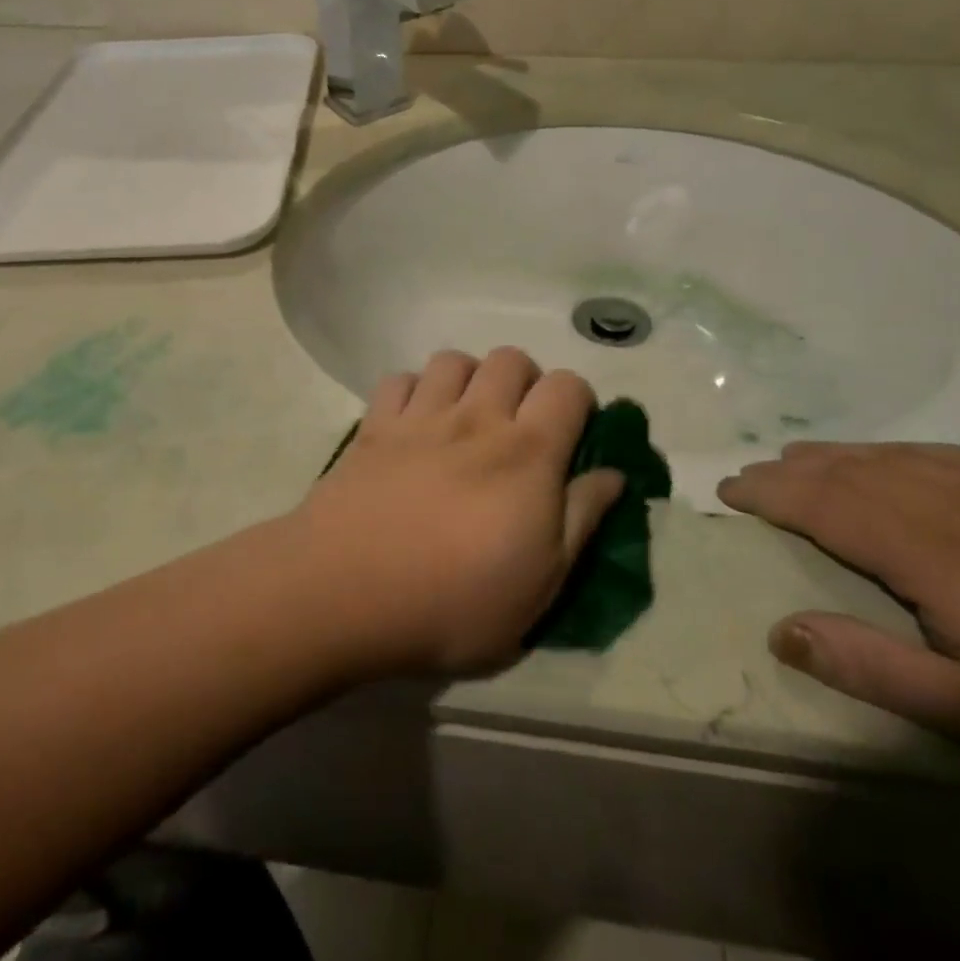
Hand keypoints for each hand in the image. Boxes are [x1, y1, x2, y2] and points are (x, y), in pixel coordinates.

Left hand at [292, 349, 625, 677]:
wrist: (345, 595)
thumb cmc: (453, 602)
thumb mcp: (541, 584)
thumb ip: (582, 520)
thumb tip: (614, 474)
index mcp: (526, 453)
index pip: (568, 387)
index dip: (579, 401)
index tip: (574, 434)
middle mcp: (476, 418)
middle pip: (511, 358)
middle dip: (525, 382)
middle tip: (519, 426)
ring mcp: (420, 417)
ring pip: (453, 360)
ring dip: (468, 378)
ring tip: (465, 418)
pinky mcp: (373, 425)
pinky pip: (398, 379)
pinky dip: (412, 391)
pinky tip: (412, 423)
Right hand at [717, 444, 959, 782]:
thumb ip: (874, 668)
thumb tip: (781, 630)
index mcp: (940, 557)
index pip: (830, 507)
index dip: (773, 494)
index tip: (727, 488)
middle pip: (856, 474)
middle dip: (794, 470)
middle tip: (748, 472)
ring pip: (898, 458)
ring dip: (839, 454)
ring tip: (799, 456)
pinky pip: (947, 454)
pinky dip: (896, 451)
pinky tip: (893, 458)